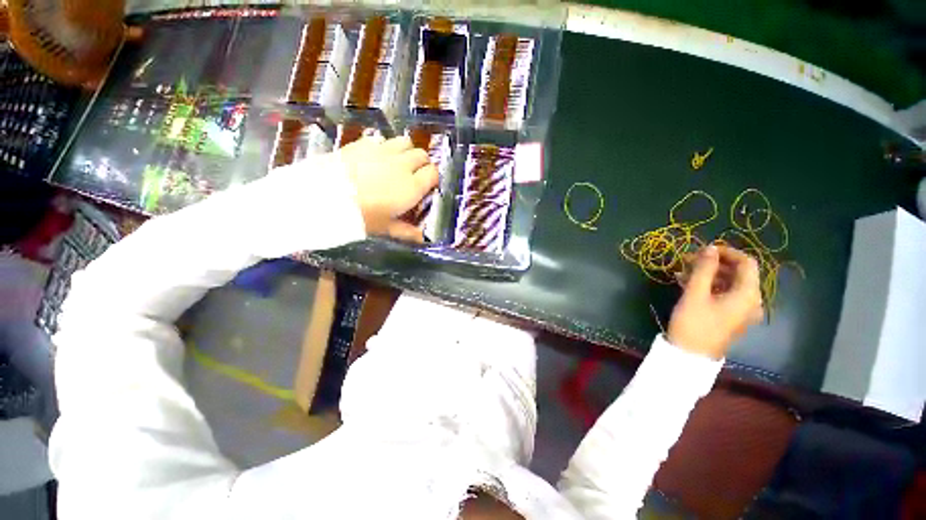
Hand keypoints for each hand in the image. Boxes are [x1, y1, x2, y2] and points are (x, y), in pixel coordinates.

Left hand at [338, 135, 438, 241]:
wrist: (324, 197)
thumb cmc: (362, 217)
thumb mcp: (386, 228)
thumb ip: (407, 231)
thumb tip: (422, 238)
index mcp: (411, 187)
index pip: (433, 173)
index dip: (432, 179)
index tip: (428, 186)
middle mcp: (401, 165)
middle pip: (421, 155)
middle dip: (421, 163)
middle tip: (414, 175)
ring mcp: (382, 151)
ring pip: (404, 142)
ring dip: (405, 151)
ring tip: (397, 162)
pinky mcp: (363, 144)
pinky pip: (381, 140)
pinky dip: (384, 147)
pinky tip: (375, 158)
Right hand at [667, 245, 763, 359]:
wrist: (690, 355)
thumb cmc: (694, 323)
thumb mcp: (696, 293)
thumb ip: (704, 269)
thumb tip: (709, 248)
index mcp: (748, 294)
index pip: (747, 263)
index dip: (726, 252)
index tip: (703, 250)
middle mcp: (750, 301)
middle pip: (737, 273)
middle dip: (713, 263)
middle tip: (687, 260)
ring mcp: (741, 310)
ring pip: (728, 283)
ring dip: (707, 274)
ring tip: (682, 271)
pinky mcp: (730, 317)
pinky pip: (723, 294)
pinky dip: (707, 286)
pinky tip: (686, 284)